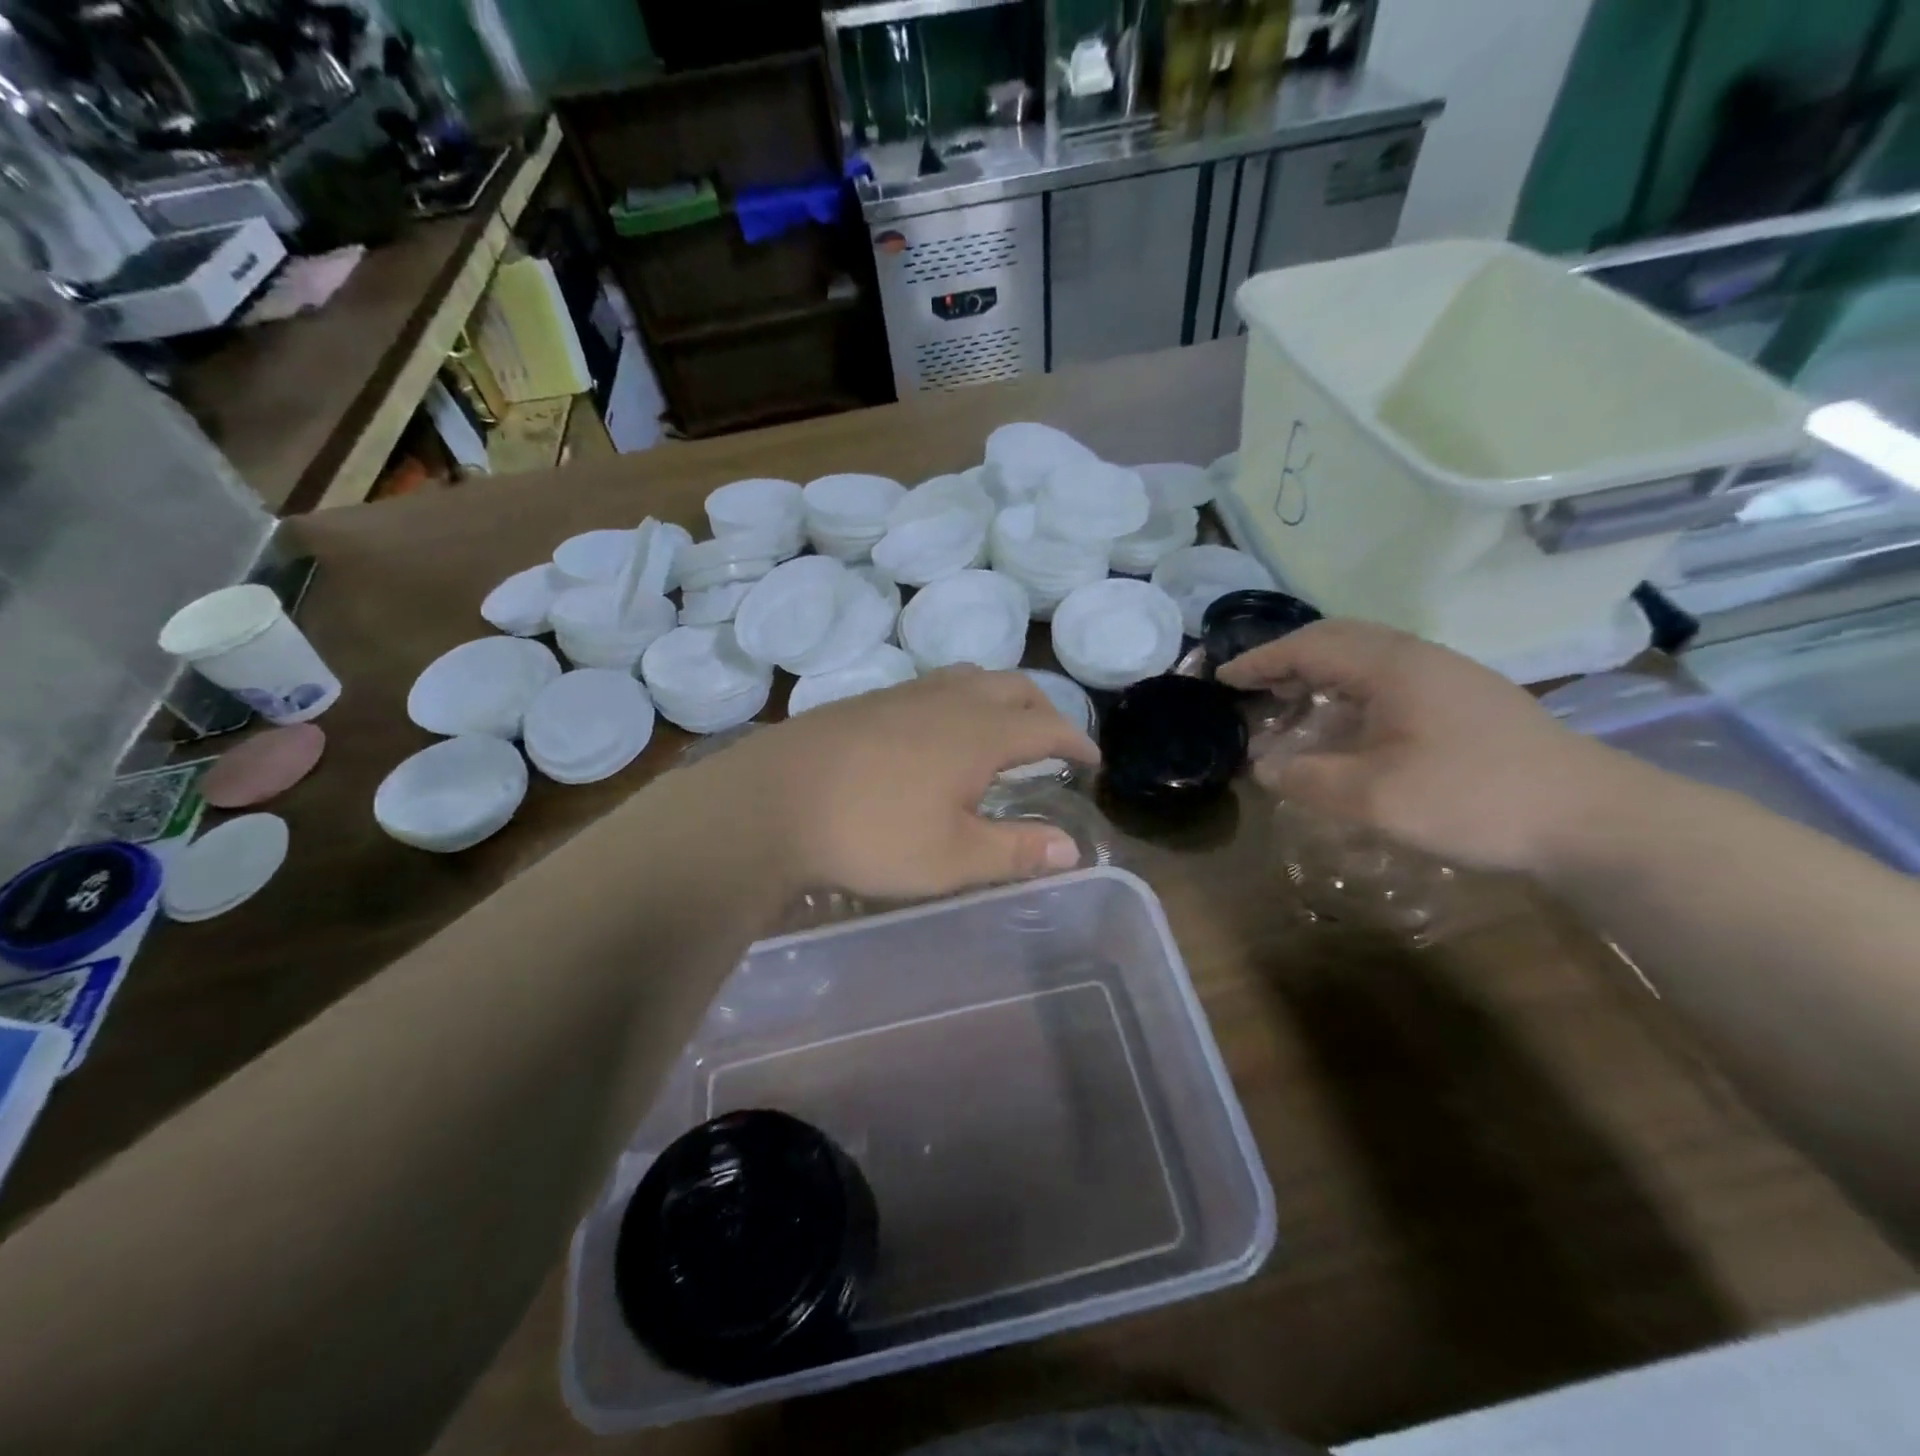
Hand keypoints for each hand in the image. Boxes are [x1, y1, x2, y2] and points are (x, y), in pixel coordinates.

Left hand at [699, 668, 1100, 898]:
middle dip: (1043, 708)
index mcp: (980, 733)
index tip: (1091, 761)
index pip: (1047, 726)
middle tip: (1052, 740)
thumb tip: (1072, 848)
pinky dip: (958, 699)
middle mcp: (949, 700)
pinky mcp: (867, 700)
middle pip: (1013, 686)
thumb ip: (1016, 850)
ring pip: (969, 678)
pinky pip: (932, 686)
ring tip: (1000, 728)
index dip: (1076, 741)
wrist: (771, 802)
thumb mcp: (952, 857)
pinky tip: (937, 731)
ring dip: (999, 697)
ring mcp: (904, 694)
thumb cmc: (871, 834)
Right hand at [1217, 619, 1624, 872]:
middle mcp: (1420, 658)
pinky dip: (1350, 692)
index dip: (1261, 661)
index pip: (1310, 646)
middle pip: (1339, 640)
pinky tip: (1347, 727)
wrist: (1594, 819)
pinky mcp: (1468, 702)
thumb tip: (1265, 766)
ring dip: (1321, 675)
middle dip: (1288, 659)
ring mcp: (1450, 678)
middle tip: (1253, 687)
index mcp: (1393, 666)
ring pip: (1367, 659)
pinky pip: (1390, 680)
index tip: (1223, 678)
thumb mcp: (1374, 797)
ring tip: (1290, 705)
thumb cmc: (1474, 798)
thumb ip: (1308, 778)